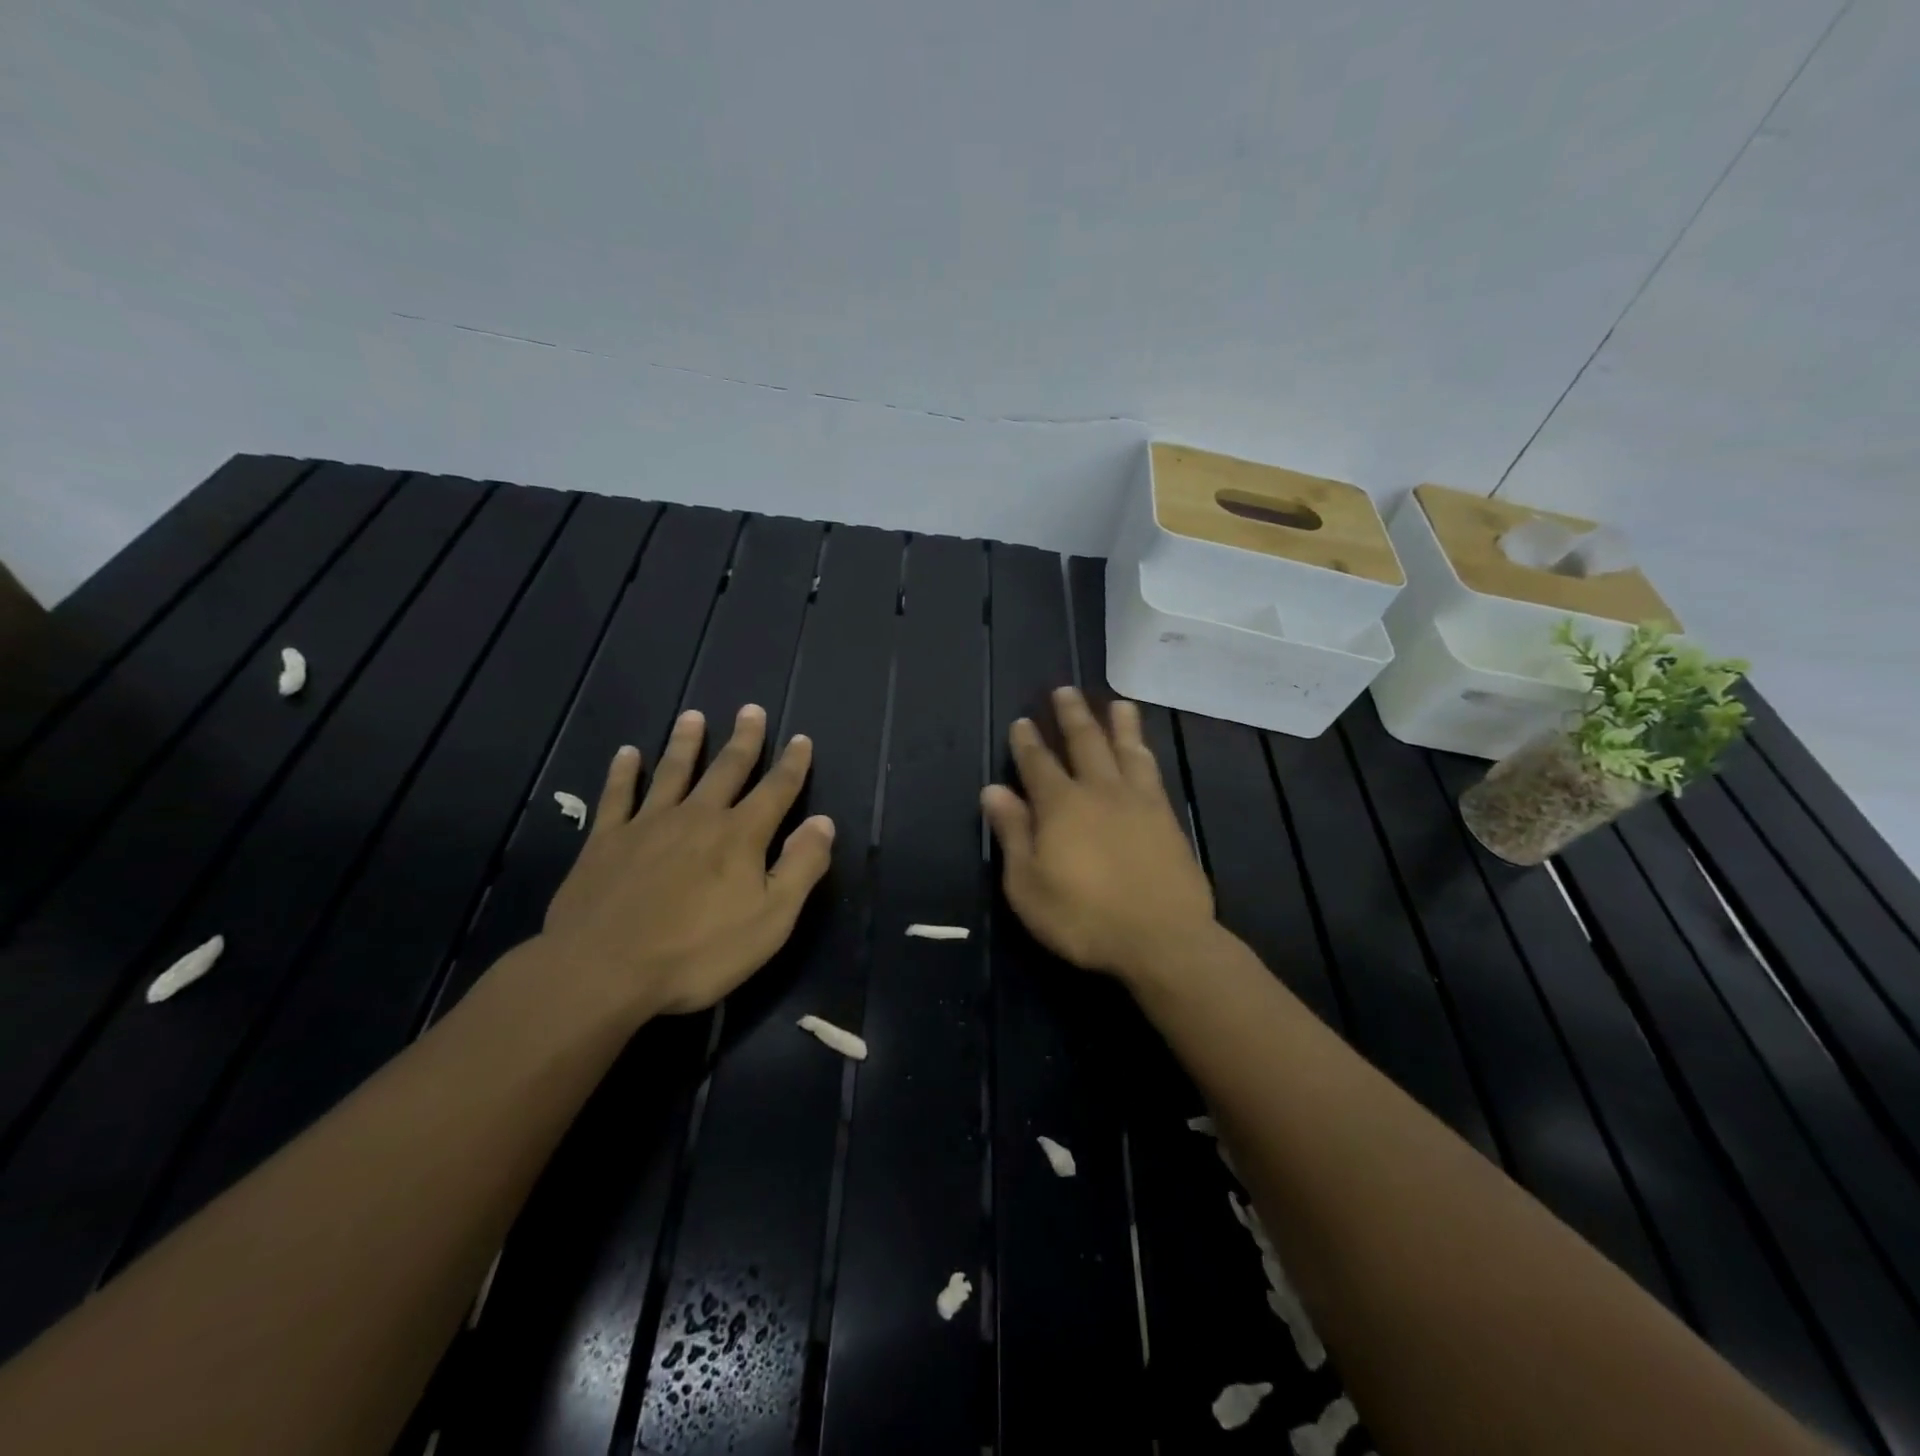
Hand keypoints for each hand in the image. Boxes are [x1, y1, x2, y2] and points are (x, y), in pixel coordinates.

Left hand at [542, 704, 834, 1018]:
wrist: (603, 970)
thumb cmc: (698, 951)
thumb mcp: (771, 919)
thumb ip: (801, 867)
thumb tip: (824, 822)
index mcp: (740, 835)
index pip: (776, 790)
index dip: (792, 764)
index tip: (801, 738)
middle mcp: (698, 817)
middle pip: (726, 769)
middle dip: (744, 740)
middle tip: (751, 710)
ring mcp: (648, 824)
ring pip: (673, 772)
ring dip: (685, 742)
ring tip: (693, 716)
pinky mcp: (606, 841)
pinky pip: (617, 796)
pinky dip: (623, 772)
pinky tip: (627, 754)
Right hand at [981, 687, 1215, 983]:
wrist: (1162, 938)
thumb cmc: (1084, 918)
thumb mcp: (1028, 885)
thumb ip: (1013, 833)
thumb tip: (993, 790)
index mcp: (1061, 806)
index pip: (1038, 764)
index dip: (1027, 742)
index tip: (1022, 721)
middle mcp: (1099, 791)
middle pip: (1084, 743)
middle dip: (1071, 716)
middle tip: (1064, 691)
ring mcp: (1138, 801)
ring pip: (1125, 749)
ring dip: (1118, 724)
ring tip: (1117, 703)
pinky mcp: (1166, 817)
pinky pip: (1152, 771)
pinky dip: (1144, 751)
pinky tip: (1144, 748)